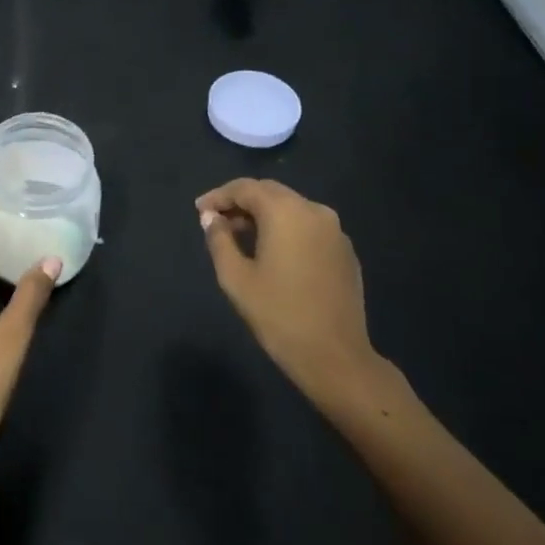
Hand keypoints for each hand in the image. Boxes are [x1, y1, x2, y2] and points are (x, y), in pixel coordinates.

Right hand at [196, 179, 388, 417]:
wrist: (334, 355)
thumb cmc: (278, 314)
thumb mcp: (236, 277)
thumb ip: (219, 240)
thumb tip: (211, 218)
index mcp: (286, 212)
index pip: (246, 188)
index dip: (219, 196)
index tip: (199, 210)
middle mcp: (314, 211)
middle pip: (271, 193)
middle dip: (241, 202)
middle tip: (216, 220)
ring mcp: (335, 230)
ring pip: (291, 208)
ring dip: (264, 215)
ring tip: (240, 235)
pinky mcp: (345, 251)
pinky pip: (309, 227)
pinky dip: (286, 229)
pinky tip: (272, 251)